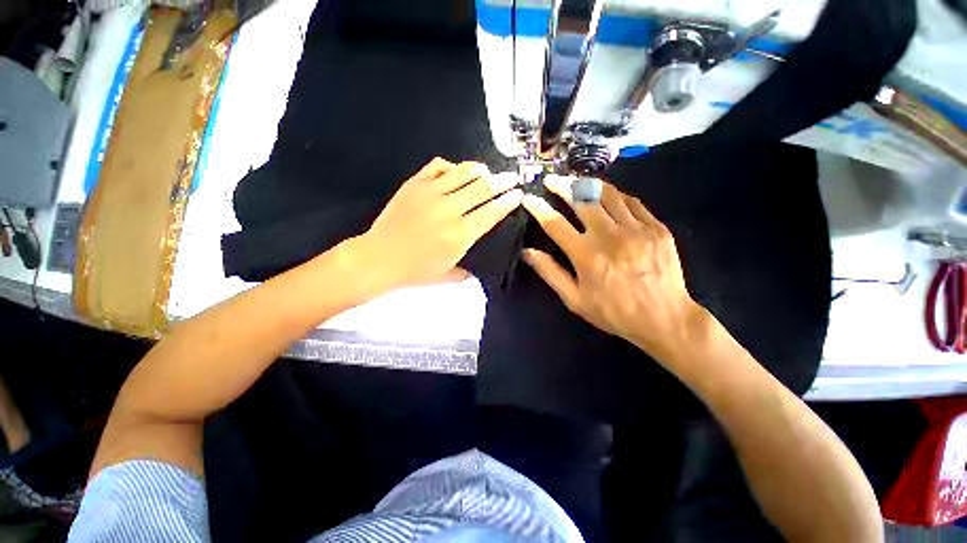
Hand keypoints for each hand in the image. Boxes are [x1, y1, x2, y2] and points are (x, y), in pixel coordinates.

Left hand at [353, 158, 521, 290]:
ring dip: (481, 169)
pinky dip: (452, 166)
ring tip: (488, 171)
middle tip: (512, 177)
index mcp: (460, 234)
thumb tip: (478, 268)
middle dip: (502, 180)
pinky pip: (439, 166)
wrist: (379, 257)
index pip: (491, 212)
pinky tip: (456, 171)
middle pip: (483, 187)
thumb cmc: (415, 271)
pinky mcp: (415, 184)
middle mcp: (450, 209)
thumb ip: (467, 271)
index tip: (518, 194)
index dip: (508, 201)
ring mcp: (431, 193)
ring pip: (464, 172)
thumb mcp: (447, 276)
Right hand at [521, 176, 704, 364]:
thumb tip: (528, 252)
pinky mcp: (656, 227)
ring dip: (588, 184)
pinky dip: (616, 195)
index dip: (539, 208)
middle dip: (563, 185)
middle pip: (582, 199)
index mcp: (586, 255)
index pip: (555, 223)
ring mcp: (636, 228)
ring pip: (608, 194)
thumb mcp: (575, 299)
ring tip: (577, 181)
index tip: (528, 198)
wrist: (664, 318)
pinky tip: (608, 195)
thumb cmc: (614, 312)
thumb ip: (550, 273)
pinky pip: (632, 202)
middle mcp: (609, 236)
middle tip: (552, 180)